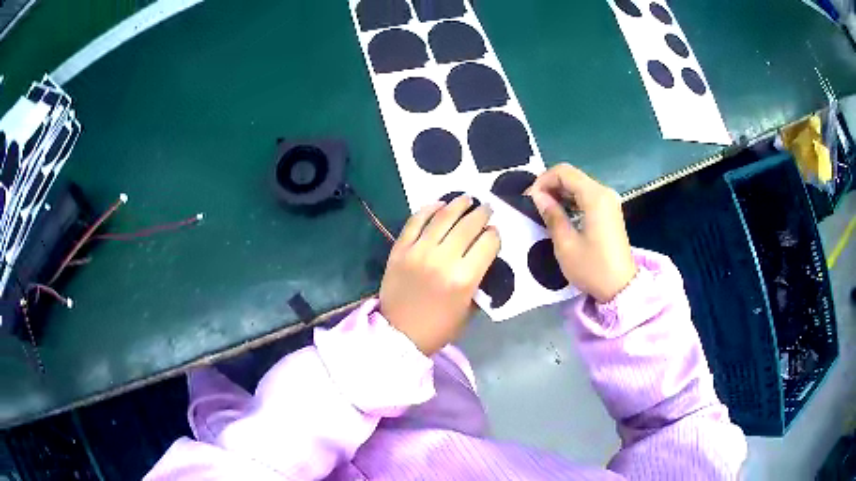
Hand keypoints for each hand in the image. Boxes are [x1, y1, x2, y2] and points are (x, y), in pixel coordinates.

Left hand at [379, 196, 499, 355]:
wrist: (399, 334)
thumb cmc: (439, 327)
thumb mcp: (469, 310)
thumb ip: (478, 281)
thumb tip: (482, 257)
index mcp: (464, 279)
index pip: (487, 244)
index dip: (494, 235)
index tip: (495, 232)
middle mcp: (443, 260)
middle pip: (468, 226)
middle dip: (482, 214)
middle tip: (487, 207)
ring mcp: (418, 252)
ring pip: (442, 218)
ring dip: (458, 205)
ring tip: (467, 199)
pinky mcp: (400, 249)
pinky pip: (415, 222)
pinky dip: (428, 209)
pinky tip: (438, 204)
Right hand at [528, 164, 636, 302]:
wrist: (621, 287)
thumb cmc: (592, 268)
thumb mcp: (566, 244)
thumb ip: (552, 215)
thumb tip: (538, 196)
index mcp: (595, 197)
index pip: (564, 172)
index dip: (543, 180)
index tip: (530, 199)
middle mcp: (604, 192)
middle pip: (572, 176)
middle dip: (550, 185)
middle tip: (534, 205)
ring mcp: (609, 201)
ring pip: (579, 184)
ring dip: (560, 192)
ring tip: (544, 210)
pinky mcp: (610, 211)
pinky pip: (587, 196)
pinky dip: (571, 200)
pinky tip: (561, 214)